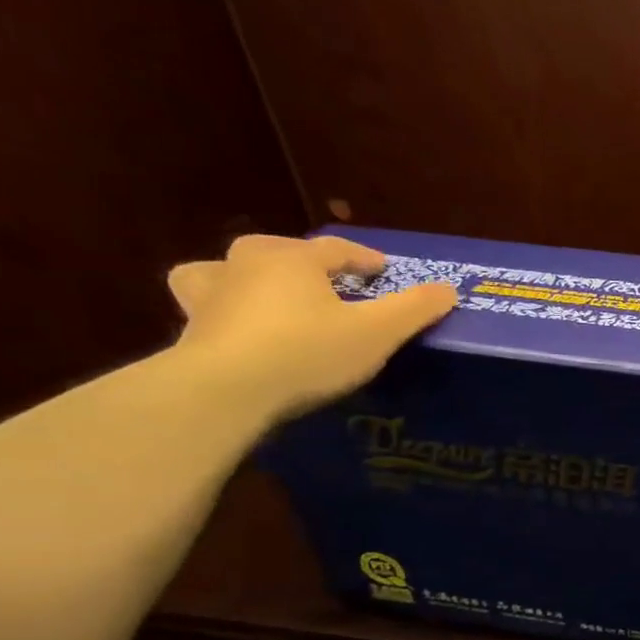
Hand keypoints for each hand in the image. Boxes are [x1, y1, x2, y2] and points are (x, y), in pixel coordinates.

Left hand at [166, 234, 456, 420]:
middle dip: (308, 262)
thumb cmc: (309, 351)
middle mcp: (246, 264)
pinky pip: (208, 306)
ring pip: (228, 271)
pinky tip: (235, 326)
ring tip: (269, 294)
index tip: (383, 269)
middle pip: (282, 252)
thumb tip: (448, 288)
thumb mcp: (378, 332)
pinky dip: (222, 309)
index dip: (364, 258)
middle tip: (332, 281)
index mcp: (293, 259)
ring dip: (251, 277)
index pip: (336, 248)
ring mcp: (210, 294)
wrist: (226, 390)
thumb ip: (414, 309)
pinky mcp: (191, 328)